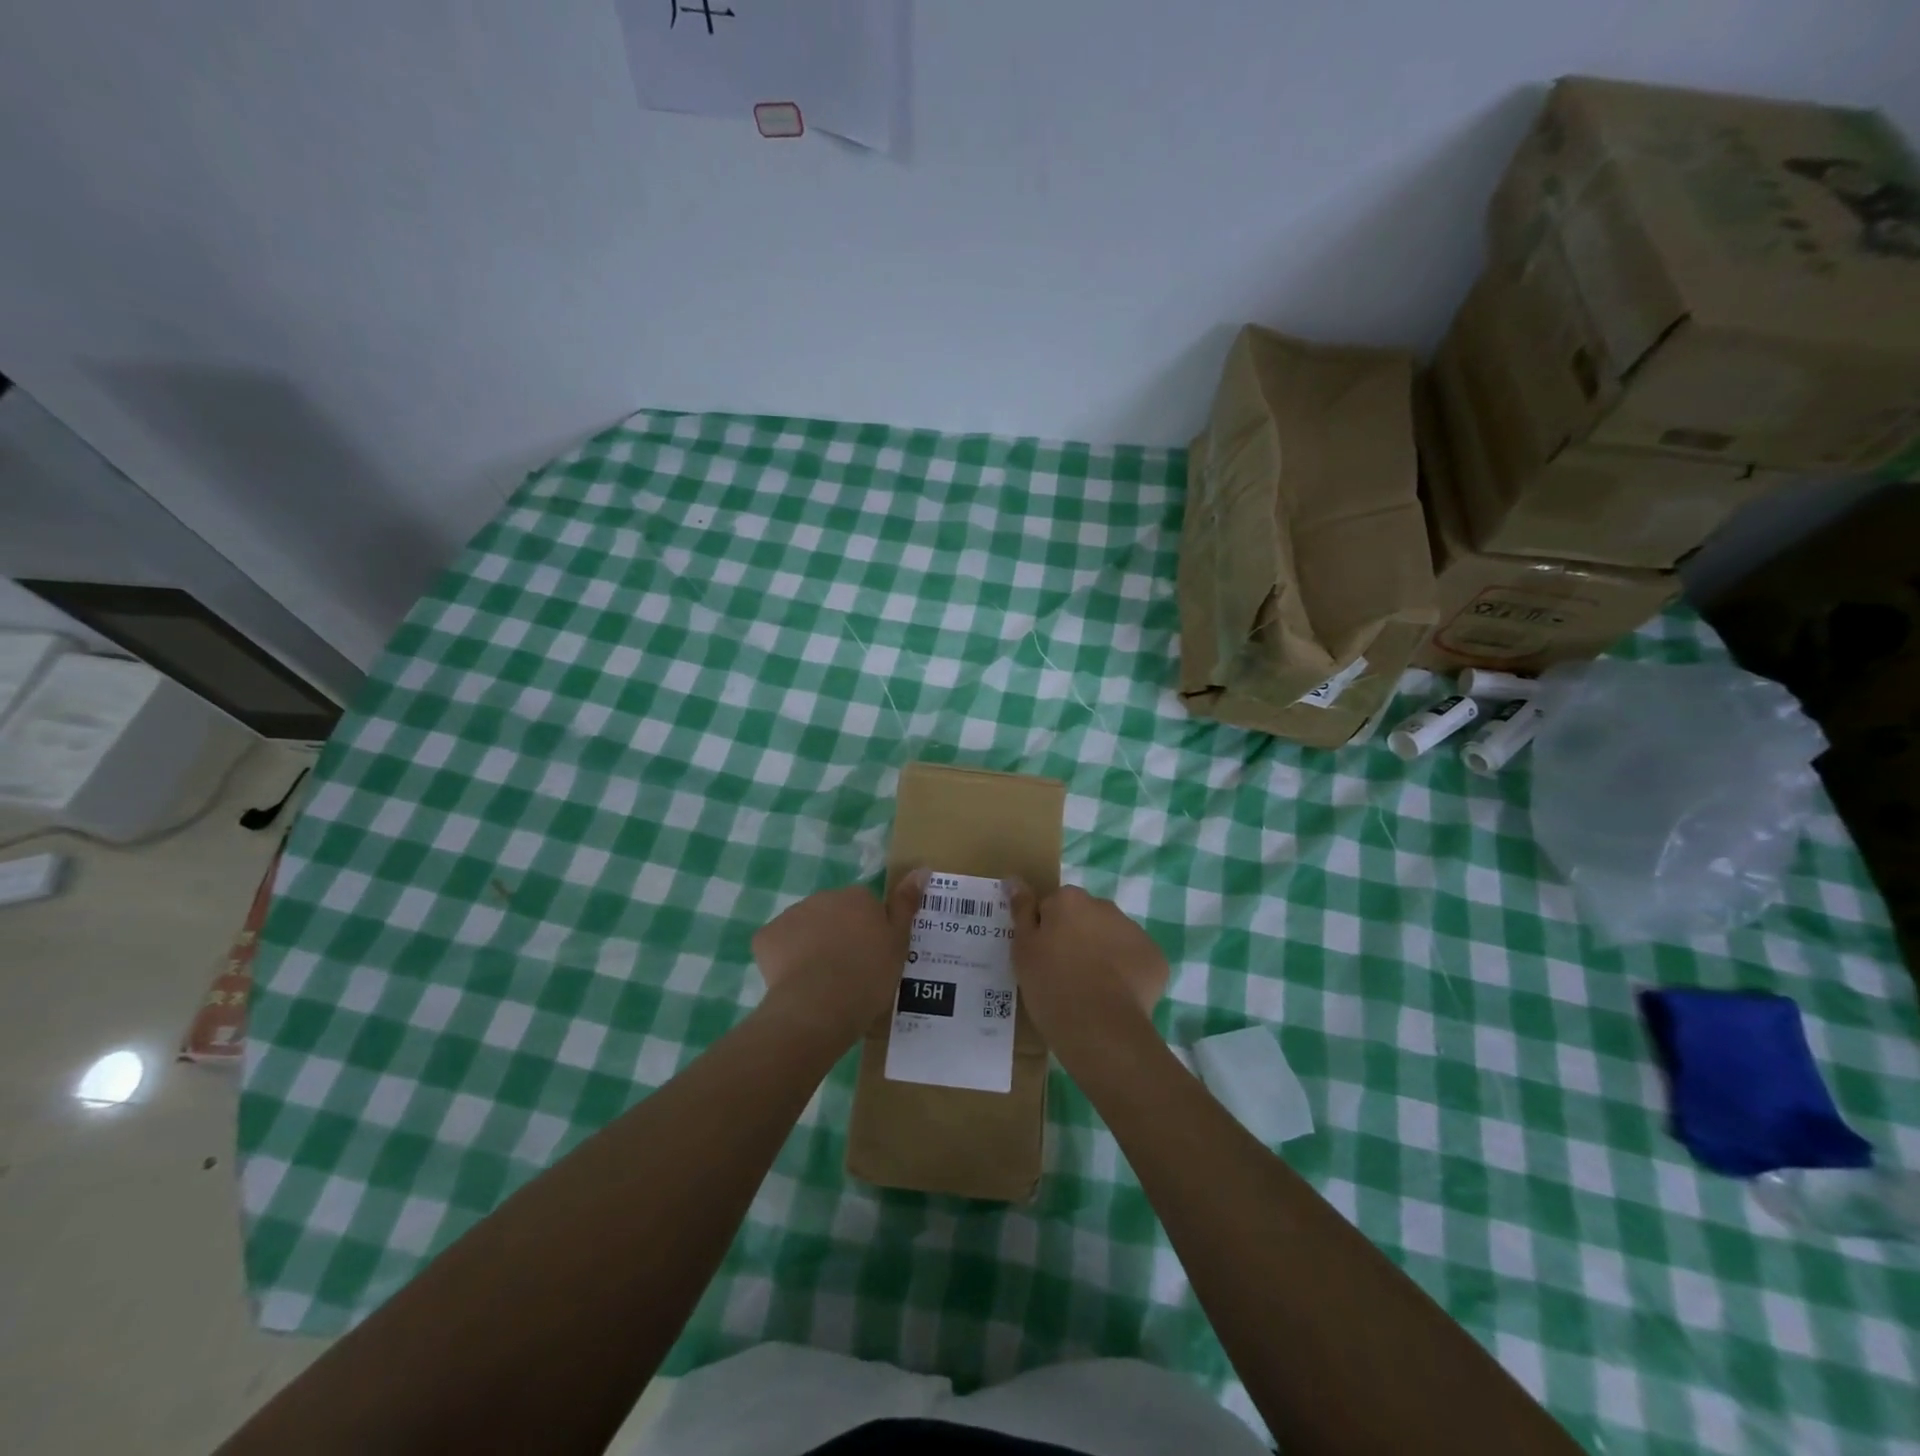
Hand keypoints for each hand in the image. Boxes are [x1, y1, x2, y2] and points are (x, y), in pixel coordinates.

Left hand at [751, 874, 923, 1040]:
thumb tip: (921, 868)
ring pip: (803, 928)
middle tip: (847, 970)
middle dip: (837, 935)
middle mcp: (823, 897)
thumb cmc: (868, 975)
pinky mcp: (765, 938)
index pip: (864, 907)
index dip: (867, 931)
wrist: (820, 1005)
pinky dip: (783, 959)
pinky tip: (794, 983)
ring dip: (810, 945)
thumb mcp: (898, 942)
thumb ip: (906, 904)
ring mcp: (790, 915)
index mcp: (857, 897)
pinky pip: (776, 945)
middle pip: (831, 913)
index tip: (869, 957)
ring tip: (820, 981)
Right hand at [1006, 884, 1167, 1048]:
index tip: (1043, 957)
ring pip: (1112, 937)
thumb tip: (1015, 880)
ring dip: (1103, 953)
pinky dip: (1127, 973)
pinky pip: (1135, 959)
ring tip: (1091, 989)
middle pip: (1086, 918)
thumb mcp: (1023, 949)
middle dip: (1077, 938)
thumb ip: (1021, 910)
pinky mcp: (1155, 957)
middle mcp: (1104, 906)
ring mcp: (1134, 931)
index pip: (1053, 906)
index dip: (1046, 931)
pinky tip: (1115, 997)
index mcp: (1069, 900)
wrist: (1099, 1027)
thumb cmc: (1051, 984)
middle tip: (1065, 974)